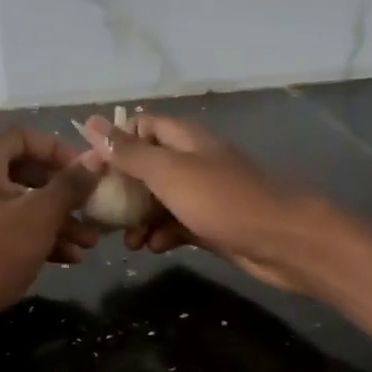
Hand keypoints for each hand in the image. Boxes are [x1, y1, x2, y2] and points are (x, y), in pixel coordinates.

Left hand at [0, 127, 99, 319]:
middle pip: (27, 174)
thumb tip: (95, 159)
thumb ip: (70, 185)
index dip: (59, 150)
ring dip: (59, 221)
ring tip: (90, 242)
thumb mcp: (39, 215)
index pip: (24, 137)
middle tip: (93, 209)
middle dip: (64, 193)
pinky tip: (70, 259)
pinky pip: (13, 232)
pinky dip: (41, 240)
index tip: (87, 173)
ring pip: (23, 207)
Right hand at [77, 113, 329, 293]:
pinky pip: (176, 225)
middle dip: (122, 188)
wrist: (280, 242)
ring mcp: (203, 195)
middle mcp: (193, 162)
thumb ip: (130, 152)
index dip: (115, 143)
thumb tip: (91, 123)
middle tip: (98, 212)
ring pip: (159, 201)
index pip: (142, 127)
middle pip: (147, 167)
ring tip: (126, 241)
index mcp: (185, 140)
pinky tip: (153, 248)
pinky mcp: (210, 225)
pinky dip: (162, 235)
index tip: (90, 168)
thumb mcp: (169, 173)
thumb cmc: (223, 201)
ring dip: (139, 218)